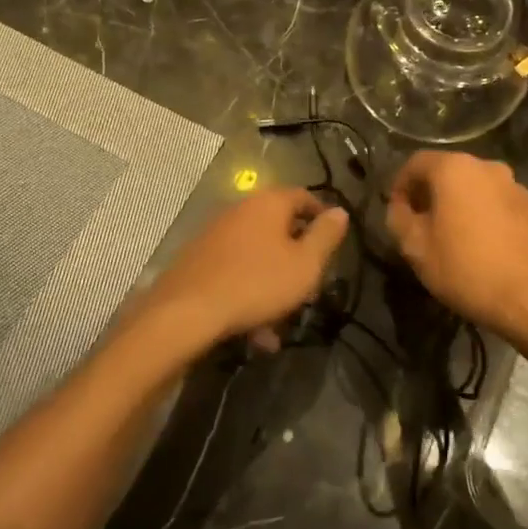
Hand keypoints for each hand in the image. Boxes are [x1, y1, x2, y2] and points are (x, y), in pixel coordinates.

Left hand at [128, 188, 349, 360]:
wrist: (187, 311)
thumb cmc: (257, 283)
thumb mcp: (305, 264)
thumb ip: (326, 236)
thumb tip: (340, 211)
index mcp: (269, 202)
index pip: (304, 197)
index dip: (322, 216)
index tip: (333, 241)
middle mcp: (240, 209)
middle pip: (278, 227)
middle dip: (296, 257)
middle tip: (309, 285)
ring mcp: (214, 233)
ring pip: (256, 255)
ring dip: (273, 283)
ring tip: (282, 321)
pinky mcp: (197, 259)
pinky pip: (234, 272)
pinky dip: (249, 294)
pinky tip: (255, 332)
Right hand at [386, 152, 527, 343]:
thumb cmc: (466, 269)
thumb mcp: (416, 248)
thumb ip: (398, 218)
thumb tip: (399, 206)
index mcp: (455, 169)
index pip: (416, 163)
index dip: (400, 184)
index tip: (396, 210)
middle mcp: (488, 167)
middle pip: (449, 172)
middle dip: (431, 193)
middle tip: (422, 224)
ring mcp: (516, 186)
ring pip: (477, 188)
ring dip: (460, 204)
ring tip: (454, 236)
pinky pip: (500, 204)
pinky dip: (486, 215)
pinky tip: (485, 245)